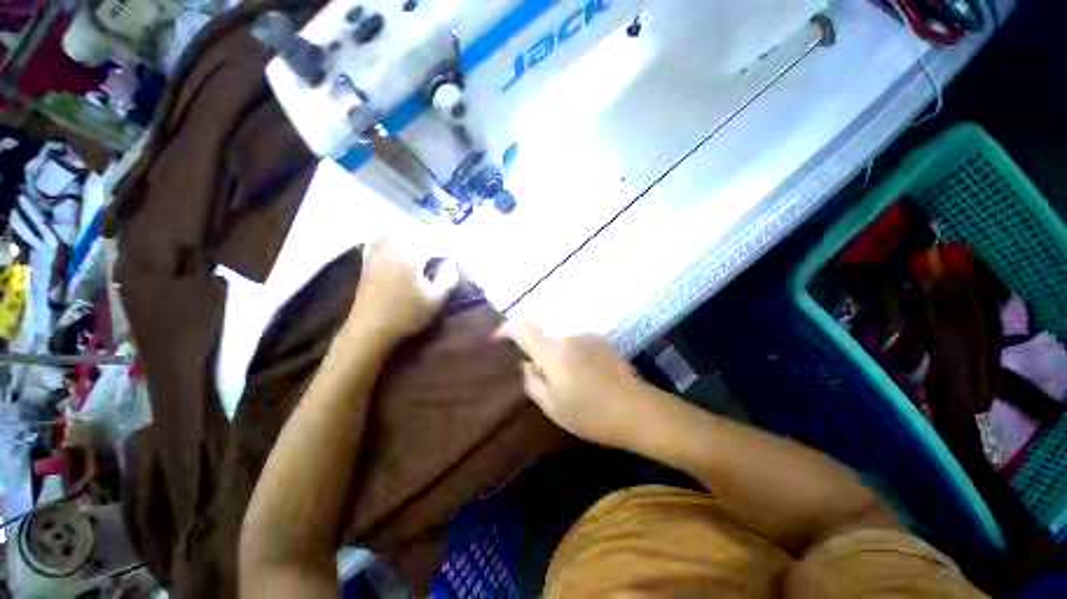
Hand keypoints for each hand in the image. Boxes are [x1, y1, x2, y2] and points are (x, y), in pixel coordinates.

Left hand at [346, 236, 458, 343]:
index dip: (446, 239)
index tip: (456, 243)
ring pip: (392, 230)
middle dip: (427, 230)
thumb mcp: (435, 300)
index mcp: (409, 256)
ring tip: (421, 238)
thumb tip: (452, 262)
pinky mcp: (367, 262)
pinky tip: (396, 242)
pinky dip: (390, 236)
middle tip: (440, 238)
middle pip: (410, 228)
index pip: (431, 238)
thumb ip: (448, 278)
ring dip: (409, 230)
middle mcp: (391, 248)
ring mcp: (376, 253)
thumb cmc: (406, 315)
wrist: (370, 330)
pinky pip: (378, 238)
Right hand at [498, 322, 645, 448]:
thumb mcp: (553, 407)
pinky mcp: (602, 343)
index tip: (498, 339)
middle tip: (544, 380)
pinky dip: (573, 358)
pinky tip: (586, 379)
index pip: (523, 328)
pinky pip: (577, 346)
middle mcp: (569, 337)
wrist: (637, 411)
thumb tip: (526, 364)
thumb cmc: (590, 414)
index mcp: (553, 352)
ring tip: (570, 384)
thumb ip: (532, 382)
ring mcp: (588, 337)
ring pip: (561, 344)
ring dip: (558, 358)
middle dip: (538, 355)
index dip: (507, 329)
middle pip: (544, 339)